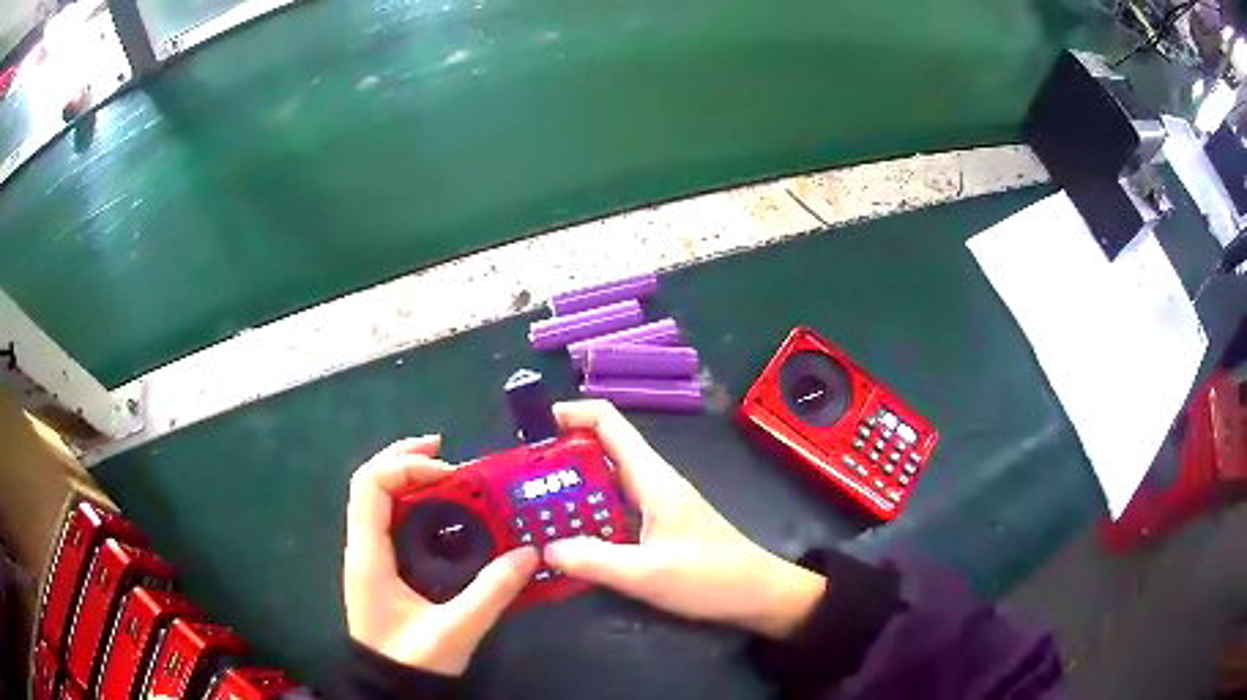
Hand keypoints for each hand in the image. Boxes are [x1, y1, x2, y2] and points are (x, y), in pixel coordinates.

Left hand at [344, 437, 538, 674]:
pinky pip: (389, 518)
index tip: (448, 473)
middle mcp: (362, 546)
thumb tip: (529, 553)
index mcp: (369, 556)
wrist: (389, 687)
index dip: (405, 466)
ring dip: (406, 476)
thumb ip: (492, 592)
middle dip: (405, 458)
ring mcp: (368, 555)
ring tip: (446, 471)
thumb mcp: (456, 630)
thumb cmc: (412, 660)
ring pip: (377, 497)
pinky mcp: (379, 566)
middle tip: (445, 448)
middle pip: (370, 482)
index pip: (369, 486)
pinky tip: (439, 510)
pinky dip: (411, 501)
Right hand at [544, 401, 826, 639]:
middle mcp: (652, 482)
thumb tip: (545, 548)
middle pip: (601, 451)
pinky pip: (615, 510)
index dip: (572, 413)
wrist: (759, 595)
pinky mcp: (659, 526)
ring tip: (532, 509)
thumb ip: (593, 560)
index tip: (532, 428)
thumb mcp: (646, 574)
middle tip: (520, 481)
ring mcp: (657, 504)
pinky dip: (589, 516)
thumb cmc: (710, 578)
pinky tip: (569, 540)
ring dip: (571, 490)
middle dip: (560, 458)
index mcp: (652, 478)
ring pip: (606, 482)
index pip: (610, 422)